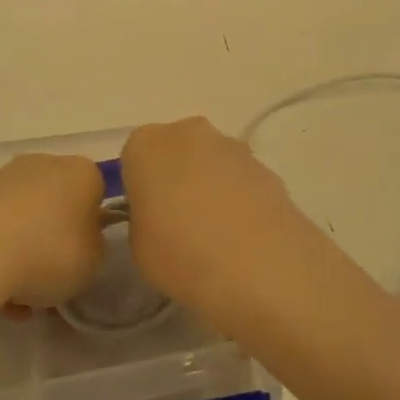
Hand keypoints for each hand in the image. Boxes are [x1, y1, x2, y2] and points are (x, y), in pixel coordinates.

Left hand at [0, 154, 106, 315]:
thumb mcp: (93, 261)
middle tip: (52, 280)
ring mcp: (1, 179)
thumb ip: (93, 246)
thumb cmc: (49, 252)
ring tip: (19, 300)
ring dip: (22, 254)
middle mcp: (42, 164)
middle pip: (55, 204)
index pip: (94, 195)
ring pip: (21, 220)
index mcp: (80, 172)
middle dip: (53, 240)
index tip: (83, 258)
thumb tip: (79, 240)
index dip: (91, 229)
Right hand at [120, 118, 313, 324]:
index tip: (149, 219)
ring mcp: (232, 145)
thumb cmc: (180, 254)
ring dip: (210, 187)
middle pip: (175, 152)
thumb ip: (143, 219)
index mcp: (146, 144)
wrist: (260, 266)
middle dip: (176, 179)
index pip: (134, 159)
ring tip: (216, 237)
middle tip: (179, 225)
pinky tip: (243, 237)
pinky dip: (239, 199)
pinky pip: (240, 180)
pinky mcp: (265, 166)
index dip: (141, 190)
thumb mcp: (137, 246)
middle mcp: (188, 132)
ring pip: (210, 164)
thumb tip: (159, 217)